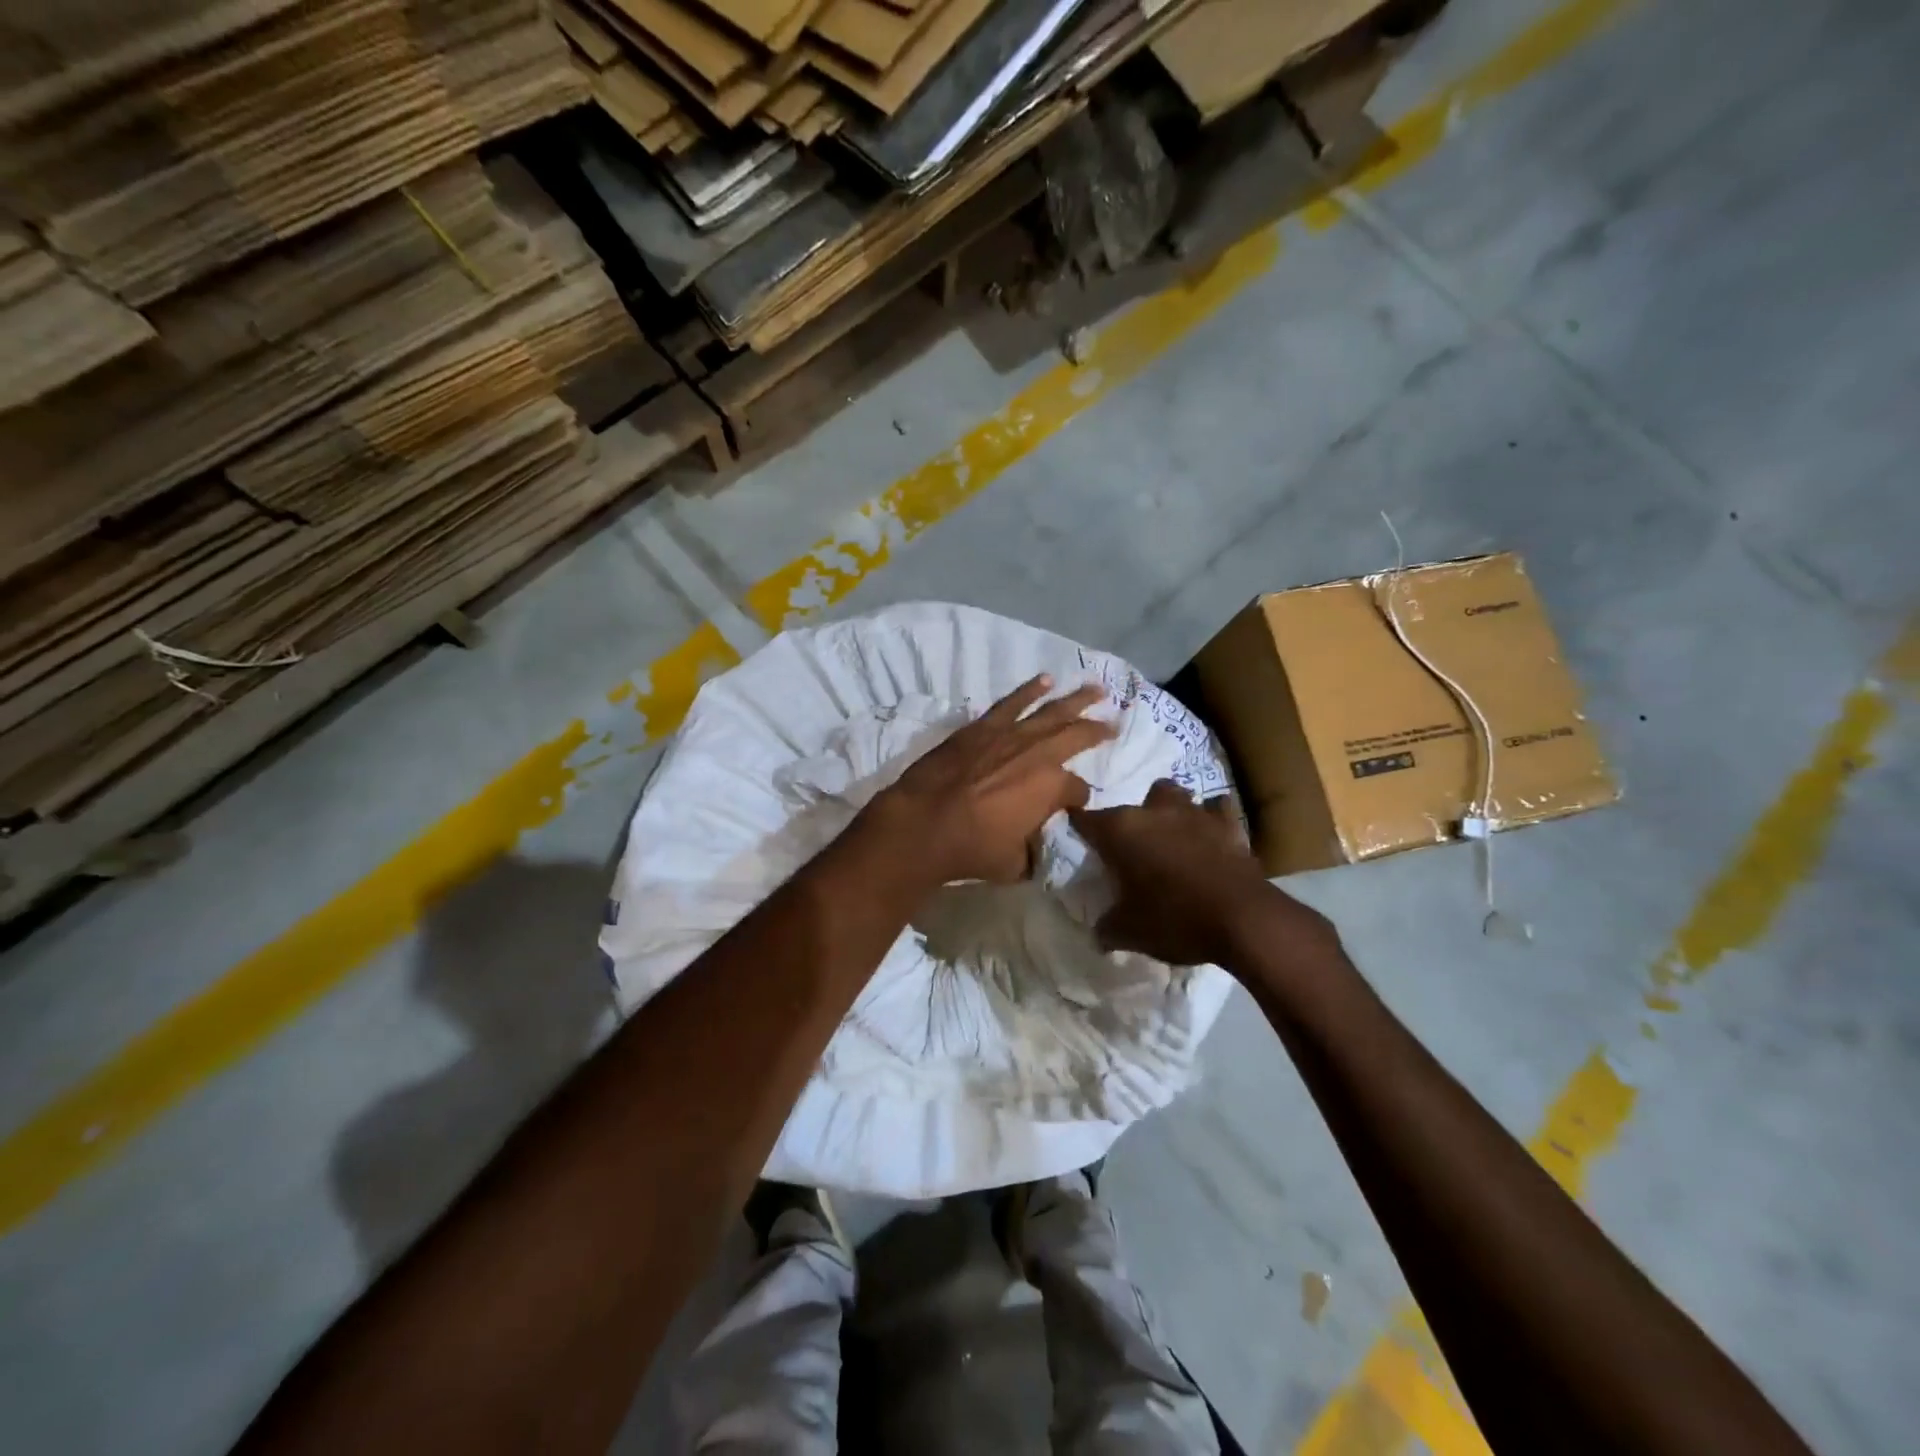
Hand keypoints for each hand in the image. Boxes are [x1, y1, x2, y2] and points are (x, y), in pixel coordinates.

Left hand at [864, 675, 1116, 885]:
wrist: (923, 822)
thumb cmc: (971, 848)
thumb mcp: (1014, 863)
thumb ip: (1031, 851)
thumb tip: (1033, 845)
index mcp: (1053, 787)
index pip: (1078, 790)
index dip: (1079, 799)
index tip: (1075, 805)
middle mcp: (1039, 754)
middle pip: (1077, 736)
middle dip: (1099, 730)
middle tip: (1115, 722)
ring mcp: (1010, 735)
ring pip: (1051, 710)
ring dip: (1076, 698)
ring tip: (1096, 688)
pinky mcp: (982, 727)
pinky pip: (1012, 702)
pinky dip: (1029, 690)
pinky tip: (1044, 680)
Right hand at [1069, 779, 1331, 966]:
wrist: (1244, 919)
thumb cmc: (1175, 920)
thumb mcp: (1129, 932)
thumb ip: (1107, 927)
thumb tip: (1099, 932)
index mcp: (1120, 830)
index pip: (1085, 820)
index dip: (1078, 827)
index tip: (1077, 838)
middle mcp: (1153, 812)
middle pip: (1133, 804)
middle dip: (1131, 821)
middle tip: (1133, 850)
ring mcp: (1194, 813)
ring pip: (1174, 796)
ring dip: (1170, 812)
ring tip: (1172, 837)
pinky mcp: (1229, 824)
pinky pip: (1217, 810)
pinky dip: (1212, 819)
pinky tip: (1212, 836)